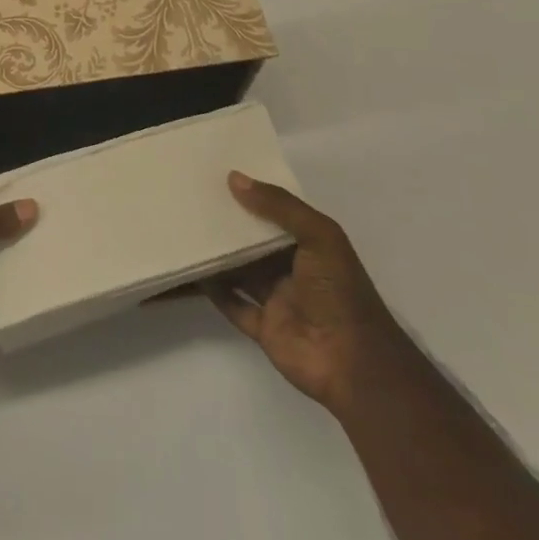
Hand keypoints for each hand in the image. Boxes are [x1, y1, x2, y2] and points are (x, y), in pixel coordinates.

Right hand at [204, 172, 404, 416]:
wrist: (354, 364)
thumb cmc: (340, 292)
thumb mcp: (320, 237)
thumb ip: (279, 207)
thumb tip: (234, 178)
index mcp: (311, 245)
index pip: (277, 214)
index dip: (253, 195)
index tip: (219, 175)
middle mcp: (292, 269)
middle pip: (254, 242)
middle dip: (229, 224)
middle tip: (192, 198)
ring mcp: (276, 299)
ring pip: (240, 271)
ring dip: (217, 254)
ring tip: (184, 229)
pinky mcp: (262, 327)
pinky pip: (231, 304)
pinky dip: (212, 290)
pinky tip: (189, 271)